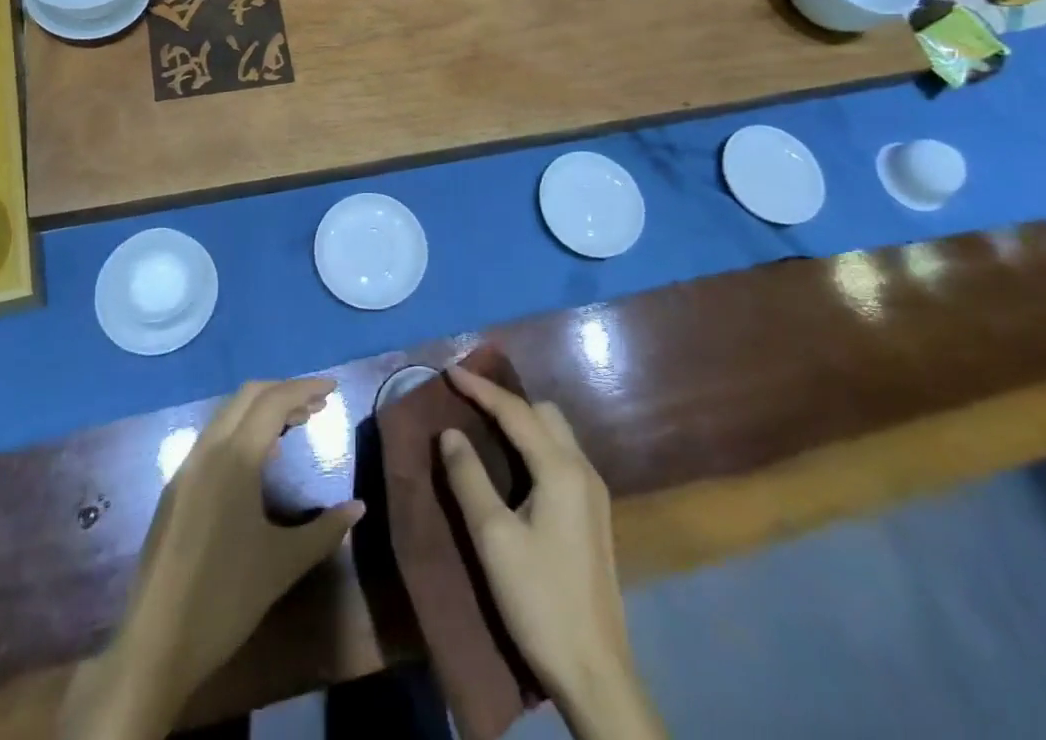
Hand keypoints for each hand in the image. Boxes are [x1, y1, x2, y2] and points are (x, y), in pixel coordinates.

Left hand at [59, 378, 363, 739]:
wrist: (155, 646)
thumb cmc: (226, 600)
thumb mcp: (284, 564)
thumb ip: (326, 531)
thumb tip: (359, 507)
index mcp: (235, 458)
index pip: (274, 402)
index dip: (305, 388)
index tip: (333, 387)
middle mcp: (208, 450)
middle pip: (248, 396)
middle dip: (285, 392)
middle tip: (318, 405)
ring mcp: (187, 468)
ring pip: (228, 414)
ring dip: (262, 410)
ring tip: (295, 425)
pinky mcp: (176, 488)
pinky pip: (214, 438)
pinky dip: (243, 430)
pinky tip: (261, 458)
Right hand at [440, 366, 662, 739]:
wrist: (596, 673)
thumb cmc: (540, 601)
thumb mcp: (493, 539)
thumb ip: (469, 478)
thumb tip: (449, 433)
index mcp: (560, 469)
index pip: (515, 412)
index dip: (481, 389)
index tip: (450, 371)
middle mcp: (583, 470)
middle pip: (543, 413)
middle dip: (505, 401)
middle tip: (468, 401)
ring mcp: (594, 494)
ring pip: (556, 434)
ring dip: (522, 422)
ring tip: (485, 426)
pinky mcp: (594, 515)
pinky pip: (561, 457)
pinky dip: (535, 445)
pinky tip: (514, 465)